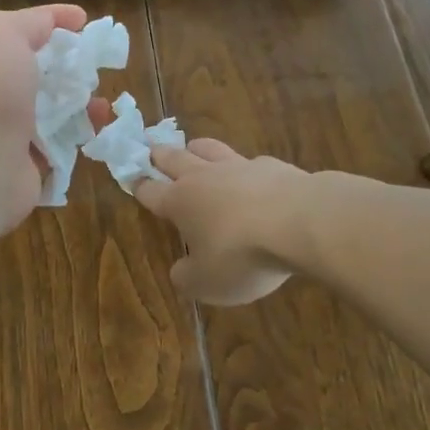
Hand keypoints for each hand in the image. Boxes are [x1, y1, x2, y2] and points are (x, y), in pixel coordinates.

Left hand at [0, 3, 89, 230]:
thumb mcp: (1, 31)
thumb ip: (30, 21)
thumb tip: (59, 21)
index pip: (10, 32)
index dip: (47, 22)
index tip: (82, 21)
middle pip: (32, 71)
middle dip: (65, 64)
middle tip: (93, 62)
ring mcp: (1, 130)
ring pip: (48, 107)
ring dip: (78, 98)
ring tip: (100, 96)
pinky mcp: (24, 162)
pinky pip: (59, 140)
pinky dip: (82, 129)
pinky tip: (100, 122)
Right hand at [134, 139, 309, 304]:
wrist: (298, 221)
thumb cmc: (242, 255)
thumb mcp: (207, 283)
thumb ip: (187, 277)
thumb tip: (180, 271)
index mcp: (180, 202)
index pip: (151, 191)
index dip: (139, 186)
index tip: (130, 177)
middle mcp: (204, 177)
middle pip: (174, 158)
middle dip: (159, 154)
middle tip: (150, 147)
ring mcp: (238, 166)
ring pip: (209, 148)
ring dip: (196, 147)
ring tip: (192, 146)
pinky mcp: (270, 166)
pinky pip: (249, 162)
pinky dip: (244, 167)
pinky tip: (252, 175)